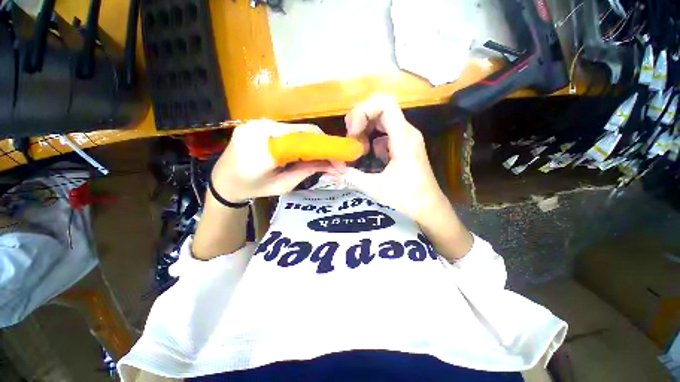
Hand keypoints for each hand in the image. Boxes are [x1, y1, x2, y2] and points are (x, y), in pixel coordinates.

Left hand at [212, 120, 331, 201]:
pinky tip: (302, 150)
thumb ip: (306, 171)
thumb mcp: (283, 185)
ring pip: (295, 129)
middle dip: (320, 144)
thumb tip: (331, 164)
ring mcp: (257, 123)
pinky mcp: (257, 123)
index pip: (304, 139)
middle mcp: (260, 128)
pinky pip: (285, 129)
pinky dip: (298, 139)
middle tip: (331, 158)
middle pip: (302, 131)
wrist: (223, 181)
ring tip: (318, 155)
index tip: (339, 160)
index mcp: (264, 149)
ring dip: (310, 142)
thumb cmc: (252, 188)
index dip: (325, 147)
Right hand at [330, 95, 448, 223]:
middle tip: (350, 137)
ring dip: (365, 128)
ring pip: (382, 119)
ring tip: (357, 148)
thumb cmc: (407, 198)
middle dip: (361, 118)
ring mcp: (406, 138)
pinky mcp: (404, 145)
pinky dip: (372, 138)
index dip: (364, 111)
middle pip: (382, 108)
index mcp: (403, 139)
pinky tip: (367, 154)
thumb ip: (352, 177)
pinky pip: (385, 132)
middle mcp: (407, 132)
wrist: (429, 206)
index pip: (385, 104)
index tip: (352, 131)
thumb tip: (332, 170)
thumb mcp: (376, 188)